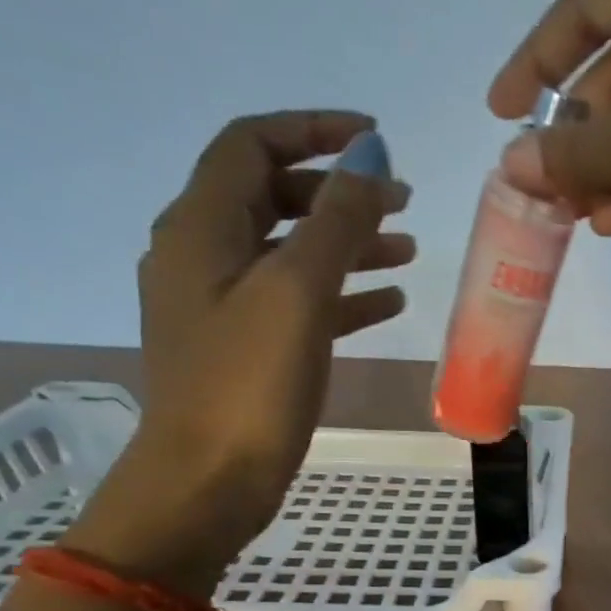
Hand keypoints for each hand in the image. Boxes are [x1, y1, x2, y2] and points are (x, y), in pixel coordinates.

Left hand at [66, 111, 413, 593]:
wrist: (208, 481)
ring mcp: (224, 305)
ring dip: (348, 243)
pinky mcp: (247, 347)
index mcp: (201, 227)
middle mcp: (204, 254)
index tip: (377, 139)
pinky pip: (299, 302)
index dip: (313, 130)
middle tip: (403, 201)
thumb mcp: (297, 292)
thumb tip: (370, 157)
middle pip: (273, 195)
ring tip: (408, 250)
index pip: (252, 144)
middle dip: (339, 191)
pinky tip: (388, 303)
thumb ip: (336, 221)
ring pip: (292, 251)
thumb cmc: (249, 383)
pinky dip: (343, 293)